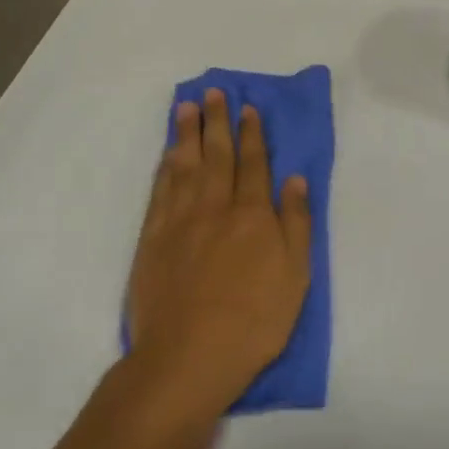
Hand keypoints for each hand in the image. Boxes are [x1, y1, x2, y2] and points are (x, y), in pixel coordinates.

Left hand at [123, 89, 312, 443]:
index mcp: (253, 215)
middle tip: (213, 92)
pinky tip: (167, 154)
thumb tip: (294, 179)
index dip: (252, 134)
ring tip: (186, 107)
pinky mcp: (152, 239)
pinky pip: (160, 191)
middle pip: (216, 155)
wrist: (190, 356)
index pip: (254, 163)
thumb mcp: (296, 275)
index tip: (248, 108)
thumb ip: (295, 223)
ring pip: (184, 166)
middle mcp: (215, 207)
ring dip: (186, 134)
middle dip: (217, 121)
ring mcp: (179, 221)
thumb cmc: (255, 320)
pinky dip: (164, 167)